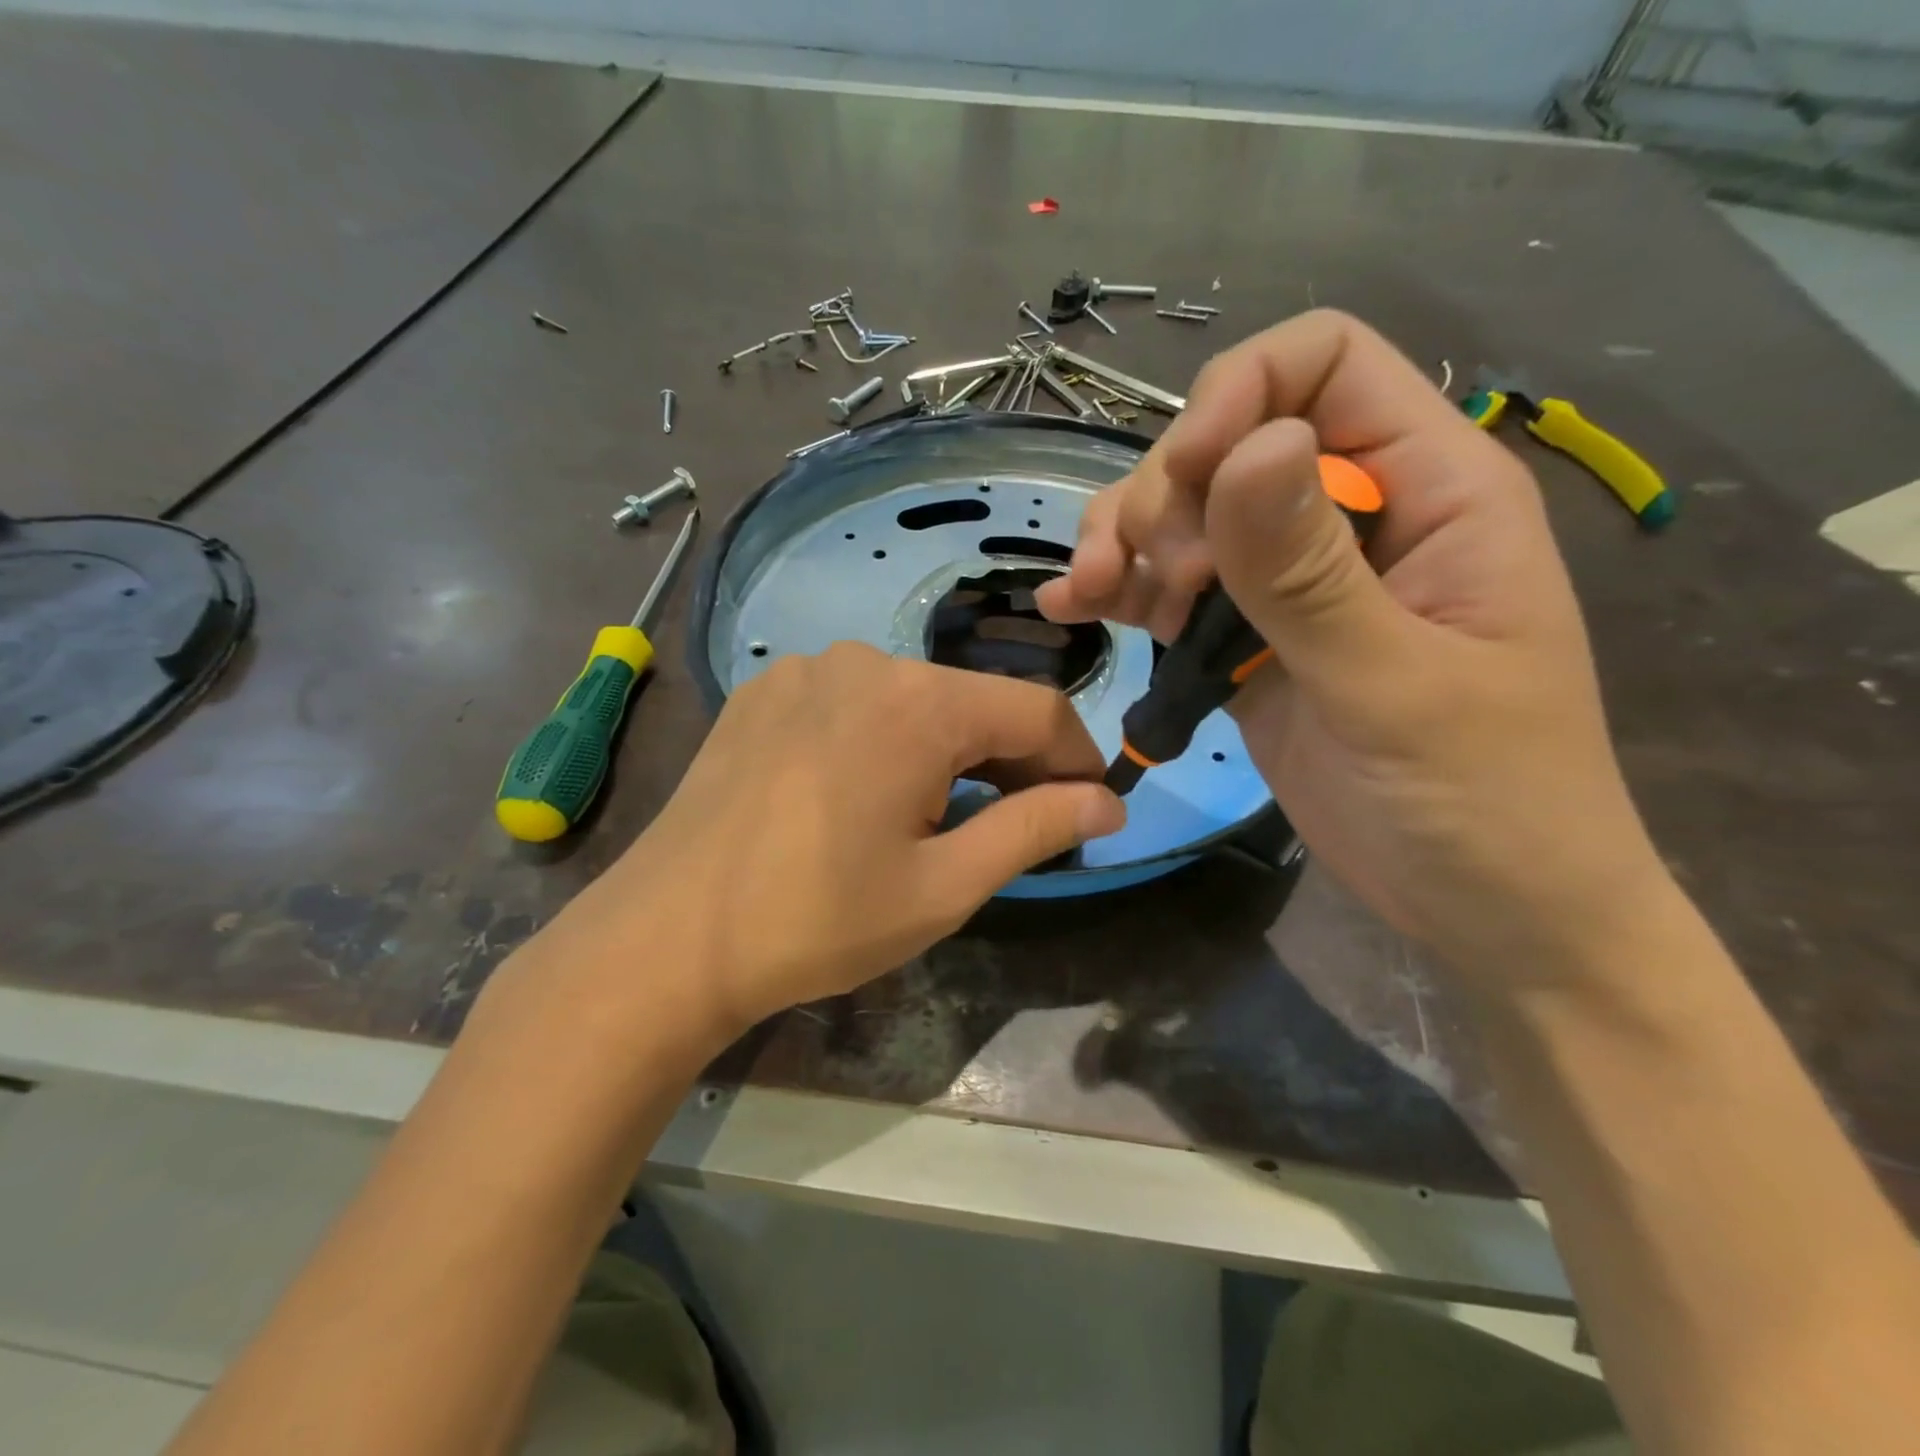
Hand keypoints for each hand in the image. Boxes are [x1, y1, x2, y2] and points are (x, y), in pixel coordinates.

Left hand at [533, 644, 1124, 1037]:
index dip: (1076, 758)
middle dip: (1011, 758)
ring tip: (934, 815)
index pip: (1037, 710)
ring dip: (946, 749)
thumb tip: (1110, 802)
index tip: (1087, 809)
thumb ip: (1035, 828)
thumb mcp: (944, 886)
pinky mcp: (764, 691)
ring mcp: (806, 669)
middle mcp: (866, 661)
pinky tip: (860, 793)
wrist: (668, 937)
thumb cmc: (818, 920)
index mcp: (919, 702)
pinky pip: (853, 702)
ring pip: (913, 700)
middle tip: (1016, 825)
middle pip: (973, 701)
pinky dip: (884, 738)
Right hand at [1037, 311, 1666, 982]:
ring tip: (1090, 594)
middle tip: (1154, 581)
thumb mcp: (1396, 685)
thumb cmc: (1483, 800)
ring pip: (1187, 512)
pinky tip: (1073, 608)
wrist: (1481, 908)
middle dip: (1168, 492)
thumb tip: (1250, 449)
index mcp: (1430, 490)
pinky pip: (1171, 588)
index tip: (1189, 480)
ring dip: (1125, 539)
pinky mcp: (1247, 641)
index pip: (1324, 365)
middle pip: (1230, 437)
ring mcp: (1292, 582)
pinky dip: (1118, 591)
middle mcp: (1352, 516)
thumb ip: (1312, 573)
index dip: (1241, 394)